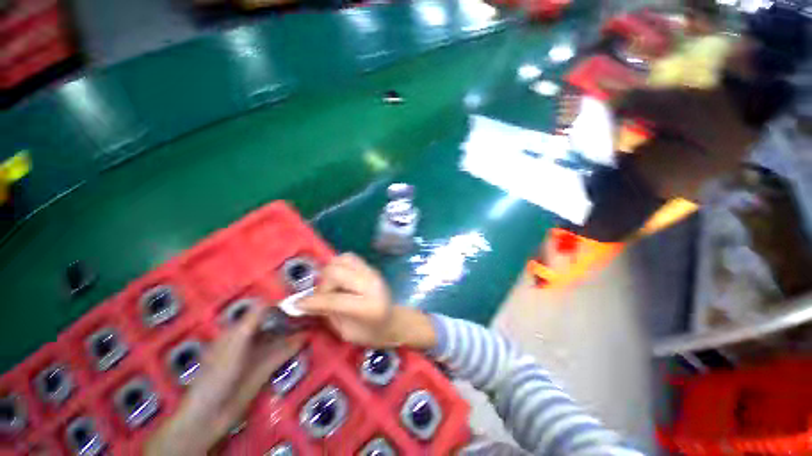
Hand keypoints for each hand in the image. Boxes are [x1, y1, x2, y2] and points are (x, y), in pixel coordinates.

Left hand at [145, 306, 305, 455]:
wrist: (212, 412)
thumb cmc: (219, 372)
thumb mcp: (235, 342)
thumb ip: (252, 320)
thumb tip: (269, 298)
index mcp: (238, 331)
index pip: (261, 311)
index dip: (278, 303)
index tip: (297, 297)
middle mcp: (251, 340)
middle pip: (273, 323)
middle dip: (290, 316)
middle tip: (311, 307)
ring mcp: (259, 355)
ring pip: (280, 337)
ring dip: (295, 330)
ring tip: (315, 320)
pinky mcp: (266, 368)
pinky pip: (283, 352)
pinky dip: (295, 345)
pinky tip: (308, 338)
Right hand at [298, 253, 435, 349]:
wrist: (393, 320)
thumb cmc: (370, 333)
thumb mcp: (346, 332)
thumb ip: (327, 314)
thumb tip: (302, 302)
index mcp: (368, 307)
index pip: (334, 299)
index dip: (312, 301)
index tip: (296, 304)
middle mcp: (372, 283)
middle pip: (336, 272)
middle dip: (323, 285)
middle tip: (323, 297)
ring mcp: (372, 272)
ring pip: (341, 259)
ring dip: (330, 272)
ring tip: (332, 286)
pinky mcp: (370, 266)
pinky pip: (348, 257)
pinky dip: (338, 264)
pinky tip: (339, 277)